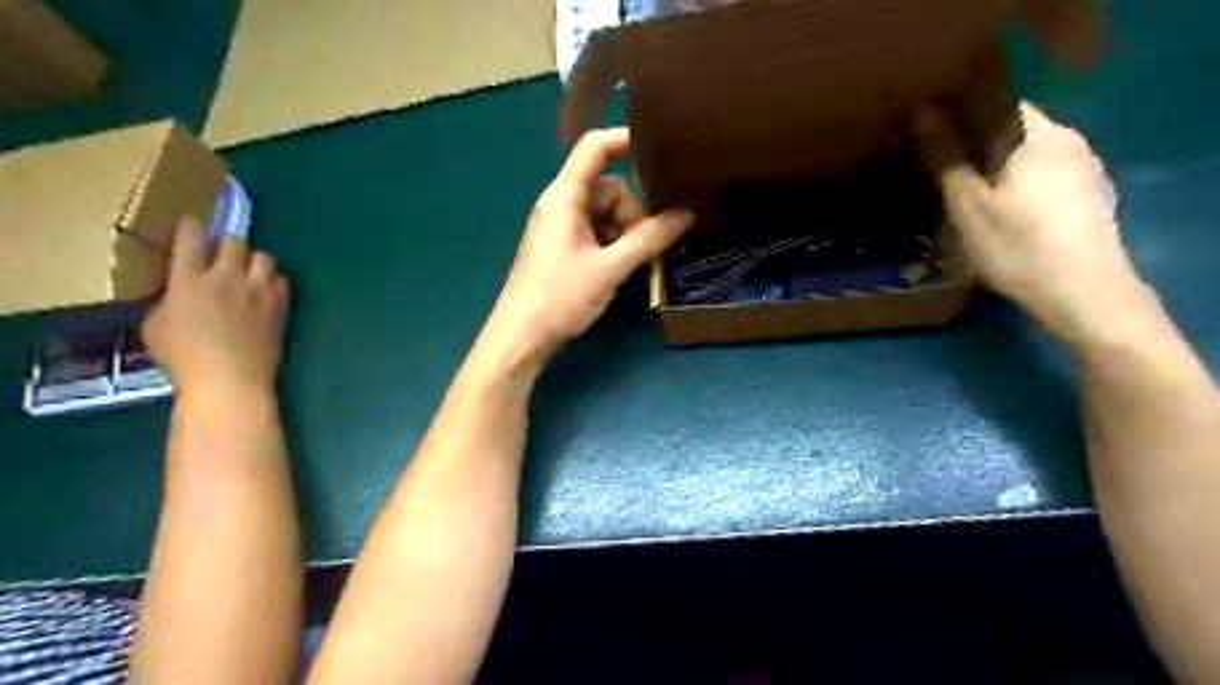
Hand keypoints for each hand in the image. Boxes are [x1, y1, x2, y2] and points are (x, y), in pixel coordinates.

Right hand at [142, 216, 291, 400]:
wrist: (230, 379)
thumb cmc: (184, 358)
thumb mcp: (156, 325)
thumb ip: (169, 299)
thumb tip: (181, 291)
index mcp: (188, 279)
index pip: (191, 238)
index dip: (192, 228)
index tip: (192, 226)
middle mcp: (226, 278)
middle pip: (234, 241)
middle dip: (227, 244)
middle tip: (222, 256)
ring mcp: (258, 290)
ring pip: (264, 257)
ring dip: (254, 262)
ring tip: (248, 275)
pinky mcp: (280, 305)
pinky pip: (282, 281)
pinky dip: (274, 282)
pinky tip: (266, 293)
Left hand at [485, 126, 696, 367]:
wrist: (521, 337)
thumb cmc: (559, 297)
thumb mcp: (609, 268)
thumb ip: (650, 239)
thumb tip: (689, 213)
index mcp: (564, 196)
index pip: (594, 147)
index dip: (626, 139)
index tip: (664, 148)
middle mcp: (562, 204)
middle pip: (609, 187)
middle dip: (633, 211)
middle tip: (644, 243)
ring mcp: (563, 227)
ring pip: (607, 213)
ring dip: (626, 232)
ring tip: (632, 262)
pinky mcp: (565, 247)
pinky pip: (597, 232)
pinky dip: (614, 243)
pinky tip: (621, 267)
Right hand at [921, 102, 1150, 344]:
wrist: (1083, 294)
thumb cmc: (1016, 245)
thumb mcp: (968, 204)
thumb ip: (946, 157)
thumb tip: (924, 112)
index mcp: (1039, 134)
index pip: (997, 103)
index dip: (961, 113)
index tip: (930, 134)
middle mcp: (1069, 141)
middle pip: (1014, 129)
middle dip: (976, 142)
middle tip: (938, 166)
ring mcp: (1085, 170)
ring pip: (1029, 154)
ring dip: (996, 165)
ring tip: (963, 189)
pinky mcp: (1089, 197)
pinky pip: (1044, 175)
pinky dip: (1017, 182)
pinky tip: (1001, 210)